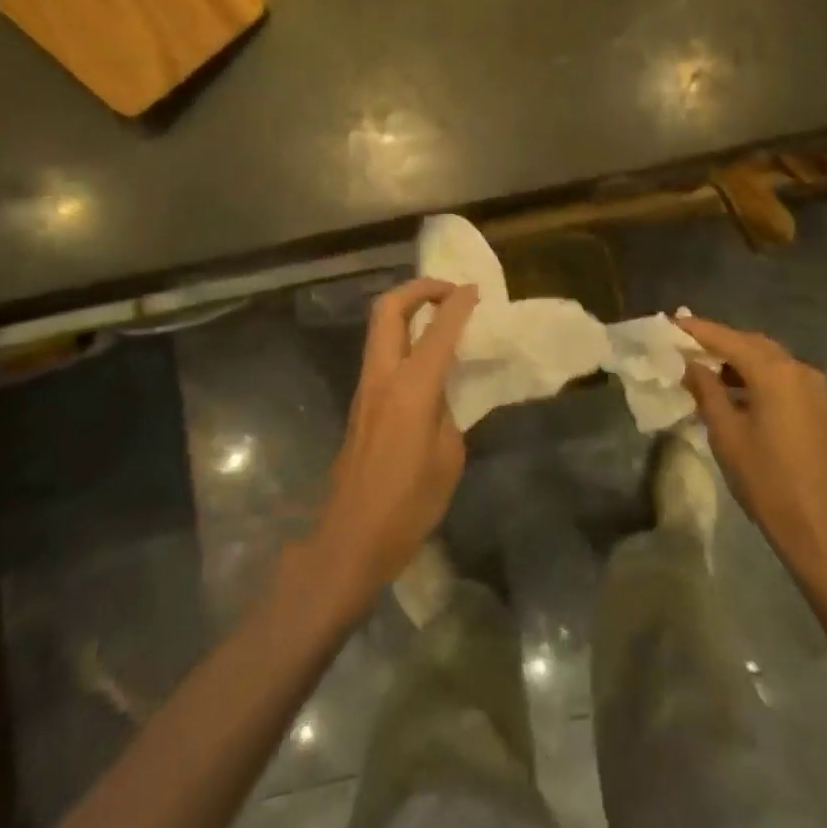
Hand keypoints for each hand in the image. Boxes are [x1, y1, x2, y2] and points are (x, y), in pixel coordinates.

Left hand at [310, 279, 478, 608]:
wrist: (350, 538)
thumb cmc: (409, 504)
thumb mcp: (448, 457)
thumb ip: (446, 412)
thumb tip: (440, 394)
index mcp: (412, 387)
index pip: (439, 328)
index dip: (459, 303)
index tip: (476, 290)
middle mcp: (383, 376)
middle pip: (389, 309)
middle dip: (419, 289)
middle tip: (449, 293)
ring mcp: (366, 388)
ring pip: (380, 328)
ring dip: (407, 310)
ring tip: (440, 318)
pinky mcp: (360, 403)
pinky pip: (381, 352)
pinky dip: (402, 337)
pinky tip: (425, 357)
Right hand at [676, 315, 826, 584]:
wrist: (825, 530)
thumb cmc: (768, 480)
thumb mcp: (727, 434)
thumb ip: (707, 391)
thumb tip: (691, 365)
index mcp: (775, 372)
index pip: (728, 338)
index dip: (697, 330)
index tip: (669, 323)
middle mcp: (798, 370)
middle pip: (752, 343)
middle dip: (718, 342)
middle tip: (684, 345)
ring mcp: (814, 388)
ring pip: (768, 361)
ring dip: (737, 360)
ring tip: (703, 369)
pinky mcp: (820, 408)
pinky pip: (782, 378)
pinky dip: (755, 377)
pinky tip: (733, 392)